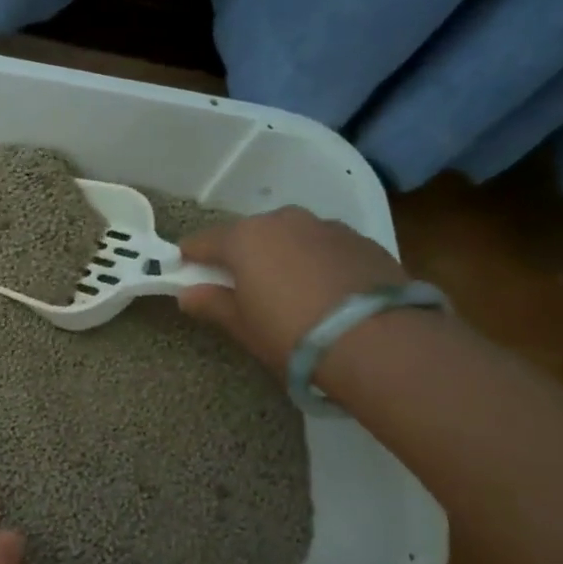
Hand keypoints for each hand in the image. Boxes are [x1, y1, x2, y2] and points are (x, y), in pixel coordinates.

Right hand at [178, 207, 406, 370]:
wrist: (379, 342)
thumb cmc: (292, 334)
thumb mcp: (244, 326)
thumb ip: (213, 304)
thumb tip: (188, 294)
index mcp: (246, 238)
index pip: (205, 241)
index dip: (191, 256)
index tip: (183, 268)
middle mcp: (284, 221)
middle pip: (251, 234)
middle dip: (242, 254)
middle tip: (240, 284)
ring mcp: (327, 227)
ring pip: (292, 236)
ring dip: (283, 254)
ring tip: (288, 288)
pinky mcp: (363, 242)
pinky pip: (325, 247)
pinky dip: (317, 261)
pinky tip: (325, 291)